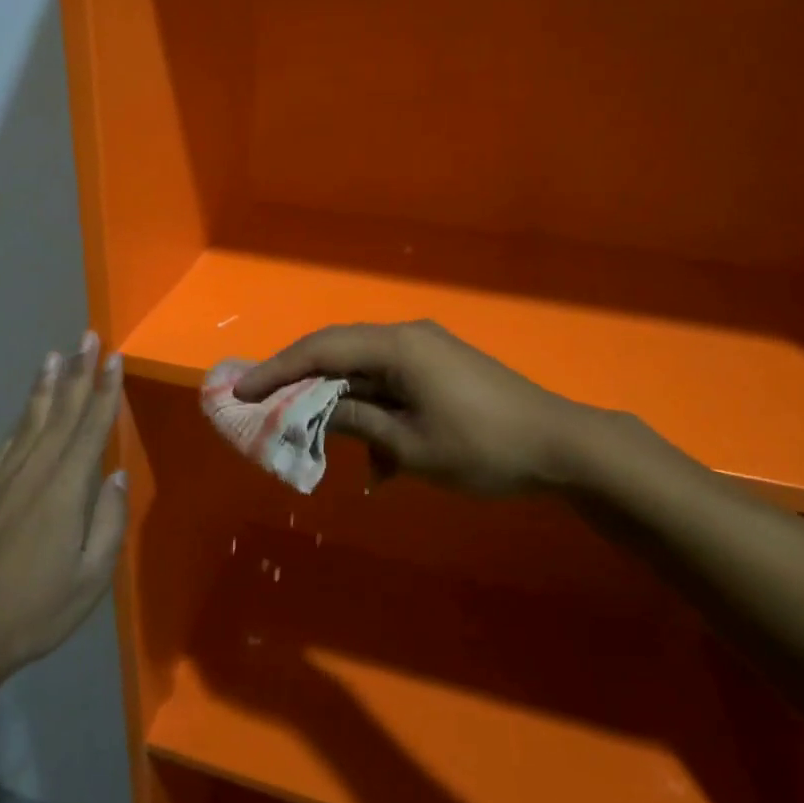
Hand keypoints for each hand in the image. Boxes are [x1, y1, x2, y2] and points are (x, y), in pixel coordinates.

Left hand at [0, 332, 127, 684]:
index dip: (104, 391)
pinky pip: (8, 442)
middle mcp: (33, 473)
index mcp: (64, 491)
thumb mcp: (91, 577)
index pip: (90, 428)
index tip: (115, 358)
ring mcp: (3, 478)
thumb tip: (115, 476)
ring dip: (46, 385)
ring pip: (31, 420)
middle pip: (60, 413)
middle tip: (87, 337)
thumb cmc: (38, 609)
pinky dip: (22, 417)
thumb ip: (108, 522)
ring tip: (55, 355)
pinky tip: (29, 406)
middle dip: (78, 372)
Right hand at [234, 320, 594, 495]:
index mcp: (398, 347)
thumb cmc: (483, 447)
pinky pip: (391, 386)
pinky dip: (376, 416)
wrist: (562, 446)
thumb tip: (315, 412)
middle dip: (301, 383)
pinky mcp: (441, 370)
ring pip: (364, 373)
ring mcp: (427, 352)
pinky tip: (379, 464)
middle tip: (265, 408)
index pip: (321, 350)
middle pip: (338, 354)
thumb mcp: (411, 445)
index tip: (241, 391)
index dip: (277, 370)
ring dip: (341, 407)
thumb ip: (357, 422)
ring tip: (320, 443)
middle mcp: (408, 337)